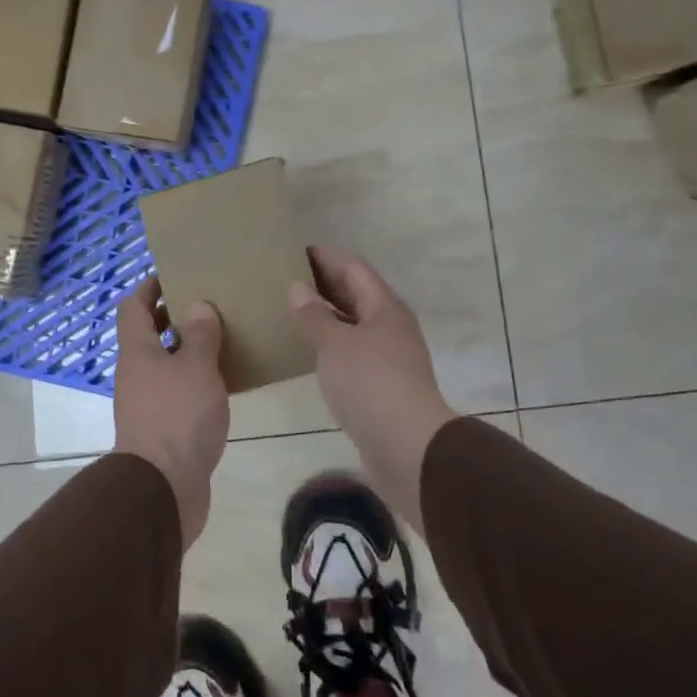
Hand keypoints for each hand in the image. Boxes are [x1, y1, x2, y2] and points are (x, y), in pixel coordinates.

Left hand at [114, 276, 228, 548]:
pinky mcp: (162, 428)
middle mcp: (136, 373)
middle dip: (174, 316)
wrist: (163, 489)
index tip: (176, 274)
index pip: (133, 306)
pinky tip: (223, 381)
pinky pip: (177, 392)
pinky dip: (195, 380)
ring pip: (165, 364)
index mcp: (137, 351)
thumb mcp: (197, 368)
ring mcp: (147, 402)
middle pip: (148, 334)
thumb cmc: (178, 417)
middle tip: (209, 303)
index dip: (150, 287)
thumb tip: (198, 306)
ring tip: (223, 337)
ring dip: (188, 350)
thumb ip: (201, 334)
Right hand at [289, 246, 456, 537]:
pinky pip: (354, 351)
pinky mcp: (384, 384)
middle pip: (357, 294)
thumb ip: (314, 315)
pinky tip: (311, 351)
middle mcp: (391, 326)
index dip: (326, 257)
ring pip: (356, 324)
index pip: (354, 268)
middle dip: (326, 284)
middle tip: (289, 278)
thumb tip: (298, 288)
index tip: (297, 250)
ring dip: (329, 315)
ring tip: (294, 311)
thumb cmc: (369, 383)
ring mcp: (390, 356)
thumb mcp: (335, 344)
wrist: (407, 446)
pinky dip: (333, 343)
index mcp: (384, 307)